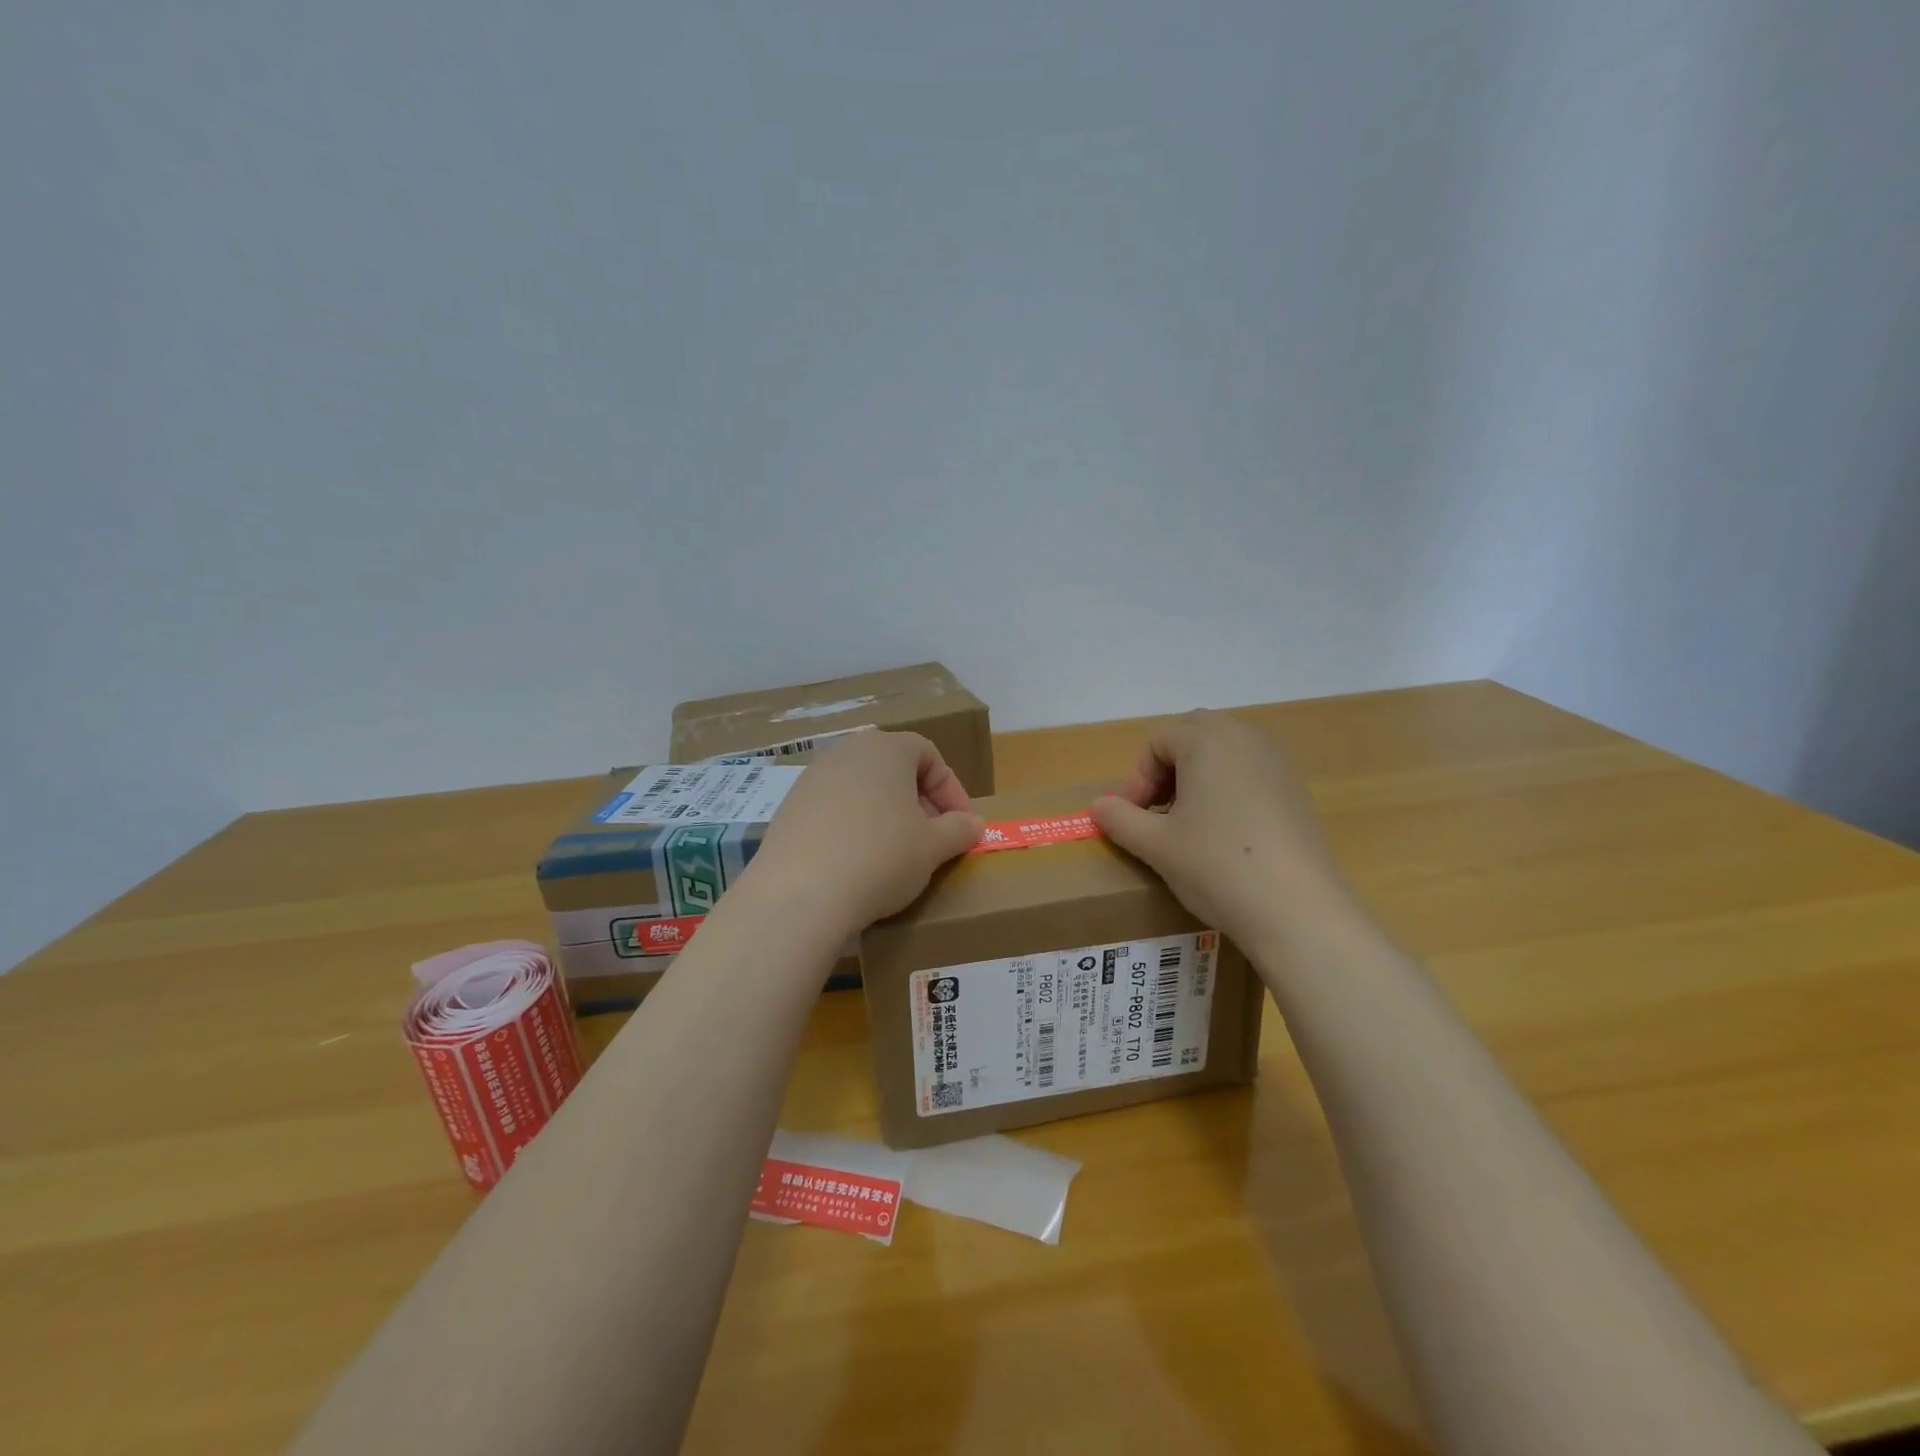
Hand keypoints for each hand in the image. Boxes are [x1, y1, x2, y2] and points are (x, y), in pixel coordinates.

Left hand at [751, 730, 983, 933]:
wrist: (801, 895)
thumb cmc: (881, 857)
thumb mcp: (933, 847)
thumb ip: (958, 830)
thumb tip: (973, 823)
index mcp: (885, 749)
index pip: (929, 755)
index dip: (951, 790)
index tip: (962, 826)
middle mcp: (845, 753)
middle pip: (893, 770)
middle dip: (919, 803)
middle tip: (932, 840)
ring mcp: (811, 780)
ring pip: (862, 791)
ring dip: (885, 817)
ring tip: (896, 855)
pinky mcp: (789, 809)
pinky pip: (833, 812)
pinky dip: (852, 829)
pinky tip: (857, 865)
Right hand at [1089, 709, 1360, 947]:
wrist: (1298, 910)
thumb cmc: (1216, 865)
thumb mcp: (1155, 845)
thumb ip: (1120, 819)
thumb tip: (1098, 806)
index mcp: (1207, 741)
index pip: (1158, 742)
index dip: (1137, 778)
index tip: (1132, 818)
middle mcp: (1245, 739)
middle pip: (1194, 736)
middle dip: (1167, 769)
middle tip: (1156, 812)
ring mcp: (1277, 764)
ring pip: (1224, 753)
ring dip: (1197, 778)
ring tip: (1187, 824)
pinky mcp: (1296, 791)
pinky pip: (1250, 774)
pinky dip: (1228, 791)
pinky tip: (1225, 837)